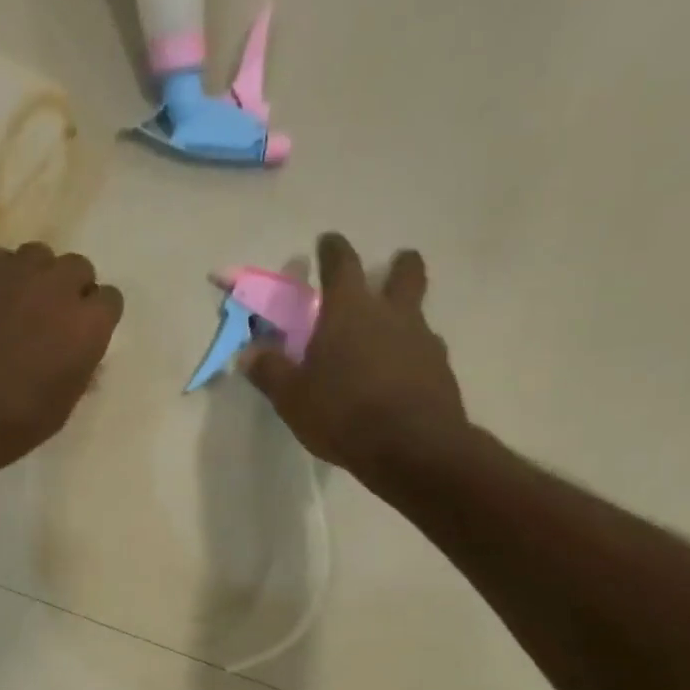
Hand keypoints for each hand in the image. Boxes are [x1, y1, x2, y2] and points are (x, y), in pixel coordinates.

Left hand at [0, 242, 122, 480]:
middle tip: (51, 317)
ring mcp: (17, 274)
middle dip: (70, 289)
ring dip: (37, 275)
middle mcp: (59, 288)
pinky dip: (1, 274)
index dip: (96, 316)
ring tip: (20, 303)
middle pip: (78, 268)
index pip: (109, 299)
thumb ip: (80, 368)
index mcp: (88, 326)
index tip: (82, 333)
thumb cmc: (14, 422)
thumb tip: (82, 353)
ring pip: (40, 255)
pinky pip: (0, 258)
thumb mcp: (63, 405)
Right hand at [242, 235, 467, 476]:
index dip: (333, 250)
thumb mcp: (292, 396)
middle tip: (391, 268)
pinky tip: (399, 378)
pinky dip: (411, 355)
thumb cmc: (342, 413)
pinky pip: (425, 352)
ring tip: (388, 338)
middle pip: (404, 273)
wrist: (411, 448)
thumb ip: (270, 370)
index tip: (327, 242)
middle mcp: (391, 315)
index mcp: (349, 311)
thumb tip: (248, 352)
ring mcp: (422, 341)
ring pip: (418, 313)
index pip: (342, 264)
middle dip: (398, 265)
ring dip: (405, 315)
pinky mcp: (440, 371)